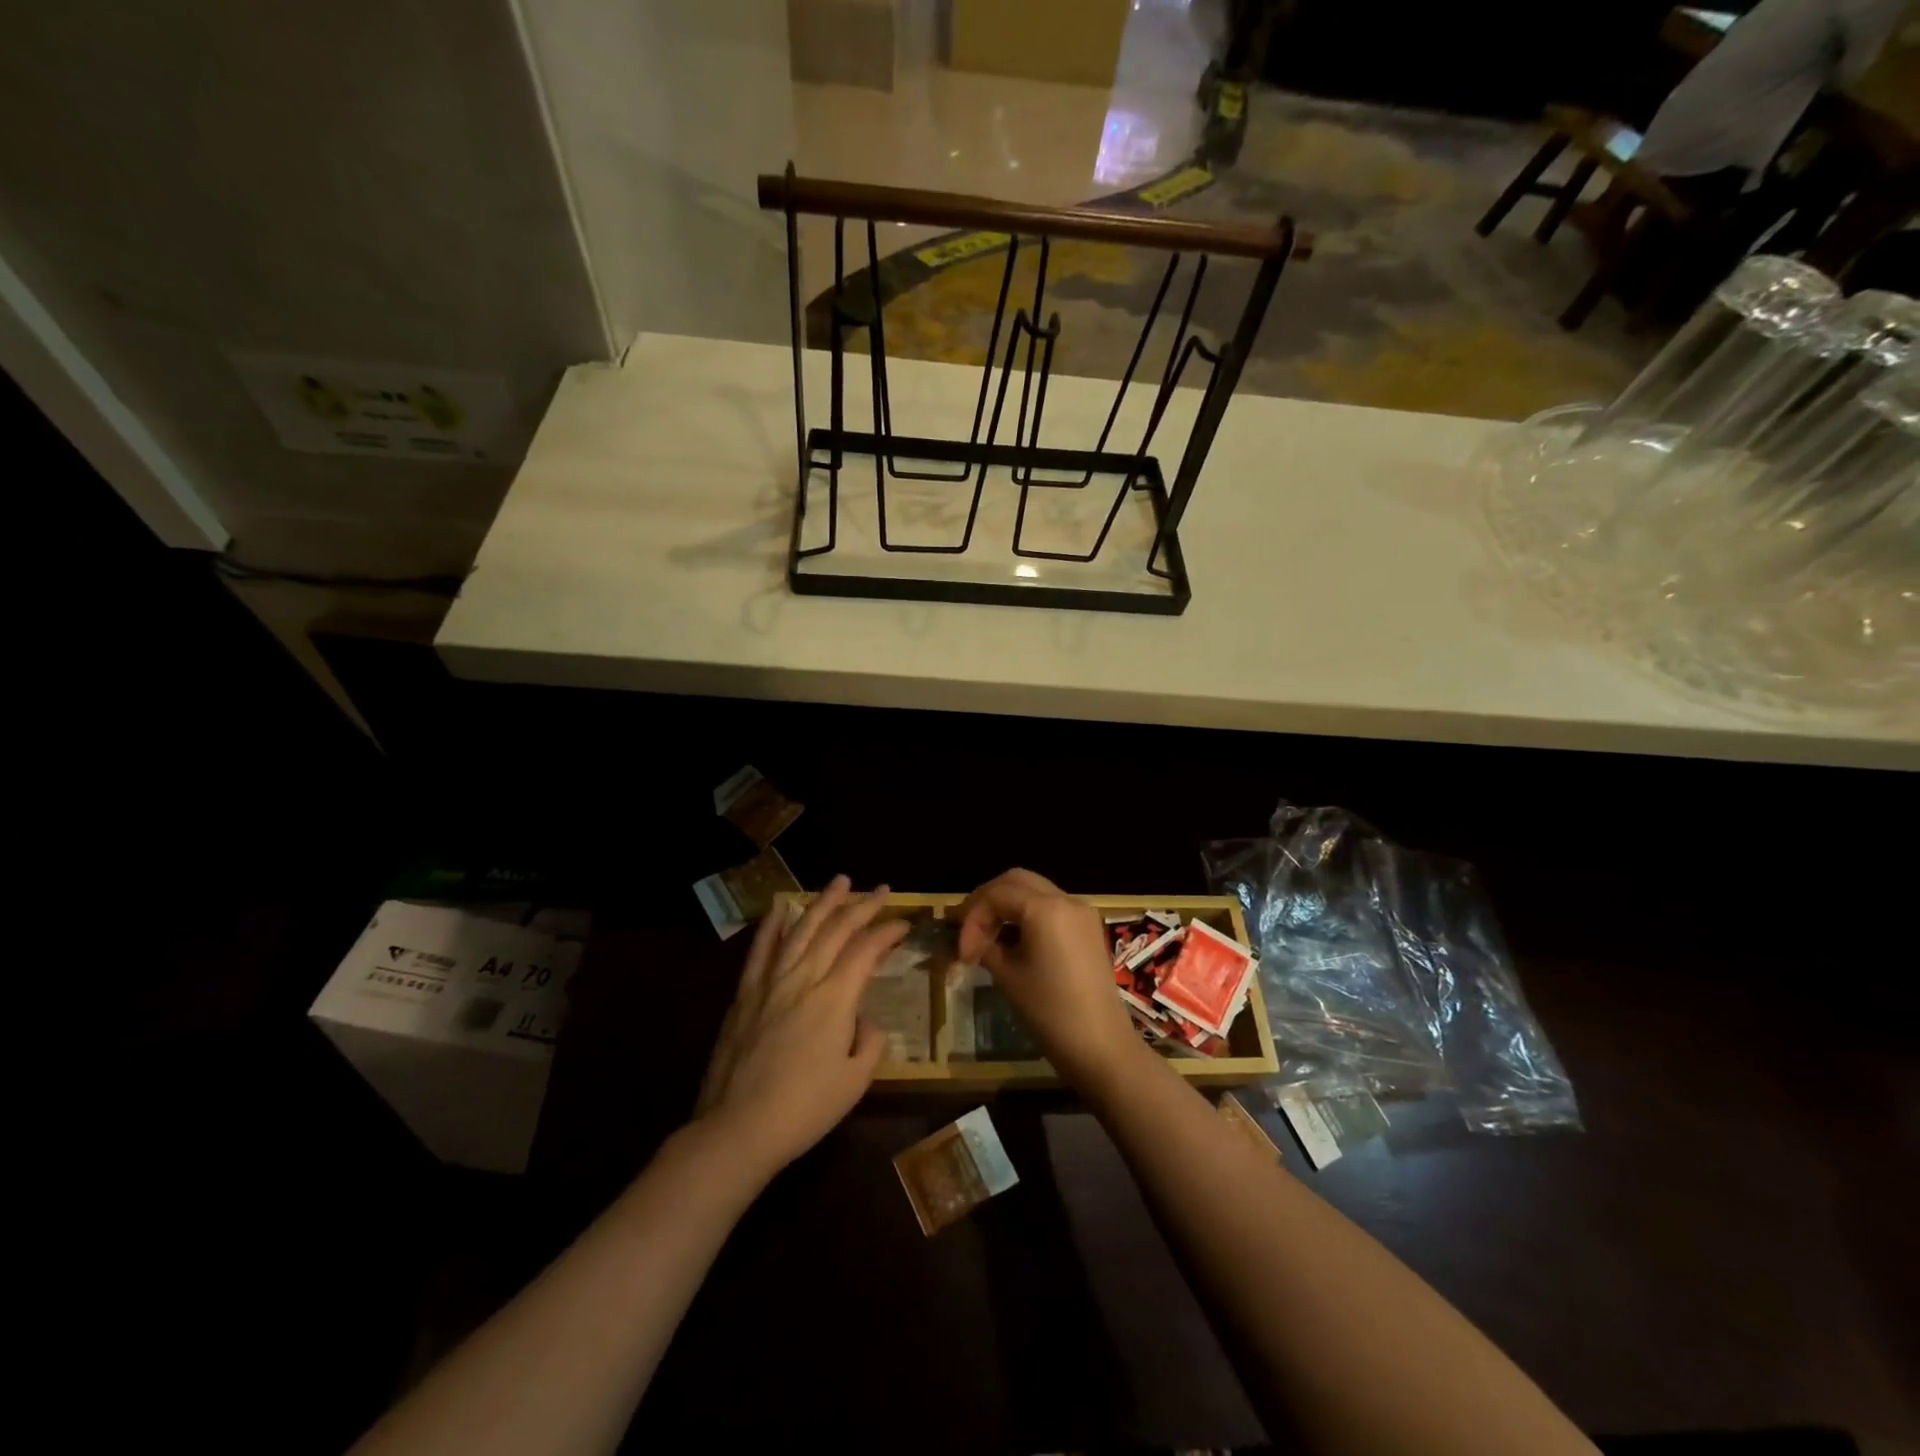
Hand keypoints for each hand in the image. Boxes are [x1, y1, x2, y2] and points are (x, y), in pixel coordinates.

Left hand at [696, 876, 907, 1173]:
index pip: (866, 950)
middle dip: (862, 906)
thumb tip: (865, 1020)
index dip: (887, 932)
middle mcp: (804, 979)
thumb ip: (869, 1043)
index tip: (903, 924)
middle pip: (836, 930)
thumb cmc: (804, 1110)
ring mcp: (770, 982)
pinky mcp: (745, 994)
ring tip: (840, 881)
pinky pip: (761, 950)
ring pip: (801, 929)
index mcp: (834, 999)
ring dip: (823, 902)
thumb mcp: (855, 1082)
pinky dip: (773, 925)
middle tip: (881, 889)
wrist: (737, 1129)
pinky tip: (781, 906)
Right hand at [955, 868, 1142, 1087]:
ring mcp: (1082, 913)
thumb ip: (985, 947)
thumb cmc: (1049, 1011)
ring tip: (987, 936)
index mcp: (1045, 907)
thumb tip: (971, 942)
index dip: (972, 919)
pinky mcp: (1088, 929)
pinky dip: (1028, 914)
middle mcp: (1066, 899)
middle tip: (968, 928)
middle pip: (1016, 881)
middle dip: (988, 900)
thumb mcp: (1008, 976)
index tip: (961, 953)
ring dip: (1007, 906)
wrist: (1100, 1046)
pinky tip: (1013, 940)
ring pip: (1035, 891)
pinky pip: (1052, 907)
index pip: (996, 895)